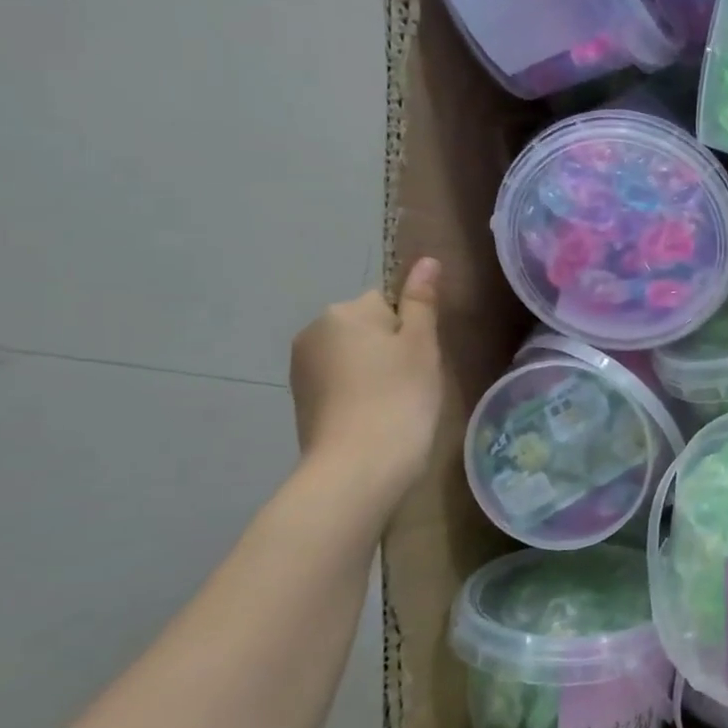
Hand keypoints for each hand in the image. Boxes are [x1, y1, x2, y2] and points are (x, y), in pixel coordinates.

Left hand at [290, 258, 443, 489]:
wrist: (358, 467)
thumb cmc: (400, 397)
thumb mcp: (422, 345)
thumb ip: (422, 300)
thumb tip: (426, 260)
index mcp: (344, 312)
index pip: (387, 302)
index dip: (411, 329)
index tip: (420, 360)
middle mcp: (314, 332)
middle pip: (366, 327)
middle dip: (389, 349)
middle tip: (412, 383)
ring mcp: (302, 369)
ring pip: (352, 356)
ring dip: (373, 372)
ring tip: (393, 405)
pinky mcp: (301, 401)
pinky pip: (339, 382)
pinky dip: (357, 394)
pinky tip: (372, 418)